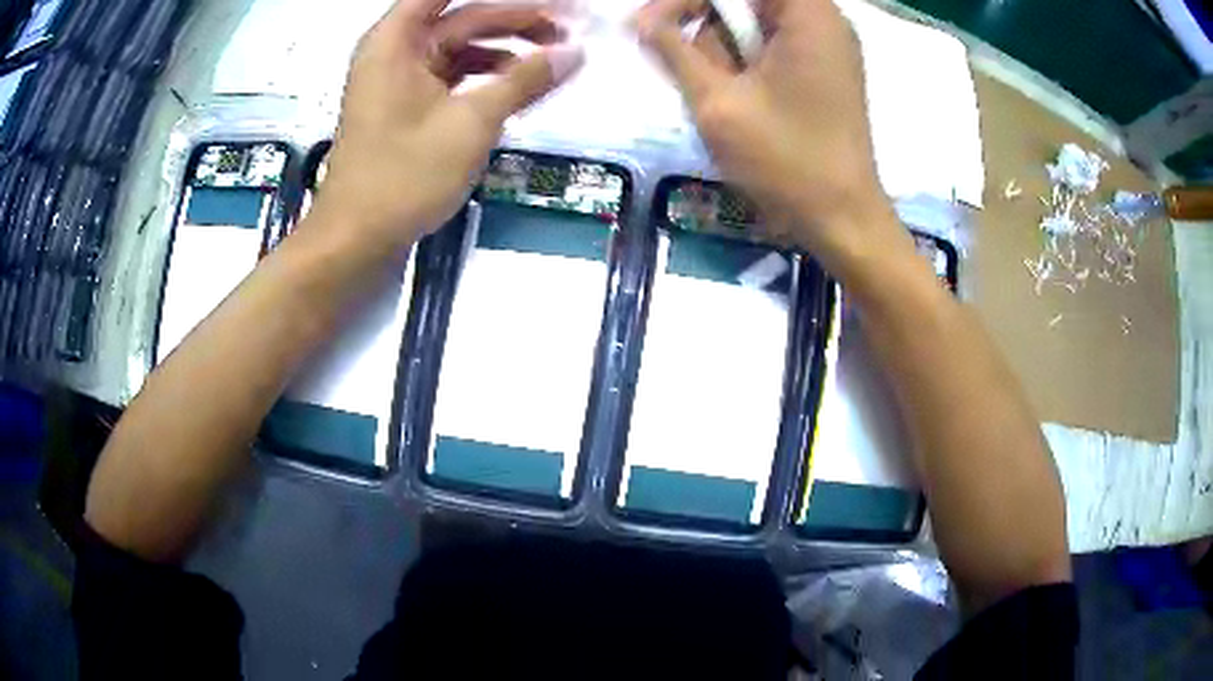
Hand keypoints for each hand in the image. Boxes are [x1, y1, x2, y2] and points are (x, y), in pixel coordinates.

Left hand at [314, 0, 583, 250]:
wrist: (358, 240)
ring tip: (556, 56)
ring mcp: (401, 79)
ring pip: (462, 46)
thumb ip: (525, 80)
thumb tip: (575, 53)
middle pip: (464, 18)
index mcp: (397, 40)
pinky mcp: (409, 106)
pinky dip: (487, 76)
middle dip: (518, 19)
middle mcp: (396, 50)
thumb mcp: (471, 122)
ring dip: (507, 48)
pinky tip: (521, 84)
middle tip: (570, 28)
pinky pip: (454, 75)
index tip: (548, 4)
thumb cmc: (403, 176)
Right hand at [636, 0, 896, 265]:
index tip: (652, 24)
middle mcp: (823, 19)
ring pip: (755, 23)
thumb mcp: (717, 101)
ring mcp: (827, 45)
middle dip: (708, 26)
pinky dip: (745, 62)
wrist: (843, 220)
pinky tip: (738, 97)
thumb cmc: (786, 160)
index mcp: (807, 13)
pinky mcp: (825, 70)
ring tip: (722, 95)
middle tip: (684, 63)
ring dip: (725, 49)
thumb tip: (640, 21)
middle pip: (746, 2)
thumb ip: (673, 50)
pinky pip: (772, 45)